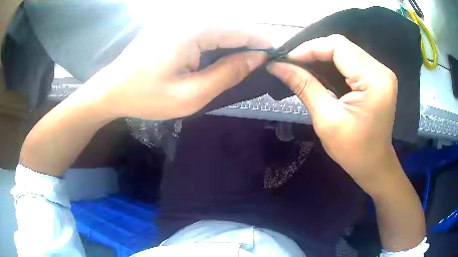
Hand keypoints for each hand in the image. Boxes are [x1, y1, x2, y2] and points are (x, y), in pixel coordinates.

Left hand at [86, 24, 268, 119]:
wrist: (112, 89)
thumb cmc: (146, 96)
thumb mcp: (191, 95)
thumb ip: (227, 74)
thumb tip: (257, 58)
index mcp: (193, 30)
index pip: (241, 30)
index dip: (262, 43)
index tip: (276, 58)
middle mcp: (187, 16)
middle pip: (231, 25)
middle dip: (249, 44)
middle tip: (259, 66)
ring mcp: (177, 18)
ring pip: (218, 26)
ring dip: (233, 43)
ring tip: (241, 64)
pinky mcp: (172, 24)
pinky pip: (203, 29)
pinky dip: (216, 42)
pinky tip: (217, 58)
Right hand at [267, 35, 397, 186]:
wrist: (374, 165)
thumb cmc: (353, 150)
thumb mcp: (326, 119)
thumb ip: (304, 86)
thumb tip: (277, 66)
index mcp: (374, 81)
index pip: (338, 47)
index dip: (310, 48)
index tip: (287, 59)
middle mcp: (381, 70)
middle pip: (342, 46)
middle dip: (314, 51)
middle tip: (292, 63)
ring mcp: (381, 73)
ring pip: (346, 50)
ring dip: (322, 56)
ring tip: (302, 66)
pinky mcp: (377, 77)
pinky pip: (352, 60)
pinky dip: (333, 63)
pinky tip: (320, 71)